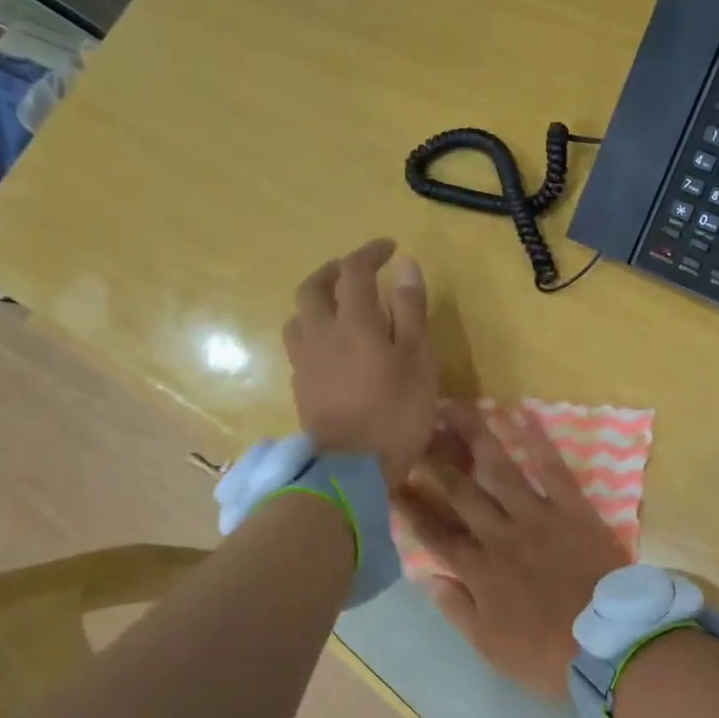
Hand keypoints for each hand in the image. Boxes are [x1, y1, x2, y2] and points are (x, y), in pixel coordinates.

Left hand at [283, 238, 436, 486]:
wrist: (351, 468)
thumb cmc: (396, 411)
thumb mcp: (418, 358)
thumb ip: (410, 309)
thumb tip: (404, 264)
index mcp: (353, 321)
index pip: (355, 270)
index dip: (370, 252)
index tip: (388, 248)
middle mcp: (320, 332)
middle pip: (313, 287)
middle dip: (334, 271)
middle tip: (357, 272)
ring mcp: (305, 361)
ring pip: (300, 316)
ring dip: (318, 301)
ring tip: (340, 308)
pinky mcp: (300, 386)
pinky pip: (301, 345)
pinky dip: (315, 332)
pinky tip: (332, 347)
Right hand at [395, 406, 631, 698]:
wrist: (609, 646)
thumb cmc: (548, 655)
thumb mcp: (491, 647)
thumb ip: (458, 609)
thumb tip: (428, 577)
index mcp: (479, 571)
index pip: (435, 534)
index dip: (412, 508)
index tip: (392, 482)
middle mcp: (501, 535)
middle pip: (460, 492)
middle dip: (435, 460)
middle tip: (416, 430)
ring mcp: (537, 517)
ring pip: (500, 470)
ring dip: (477, 437)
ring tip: (458, 409)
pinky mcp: (573, 509)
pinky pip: (553, 468)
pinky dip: (537, 440)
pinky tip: (522, 413)